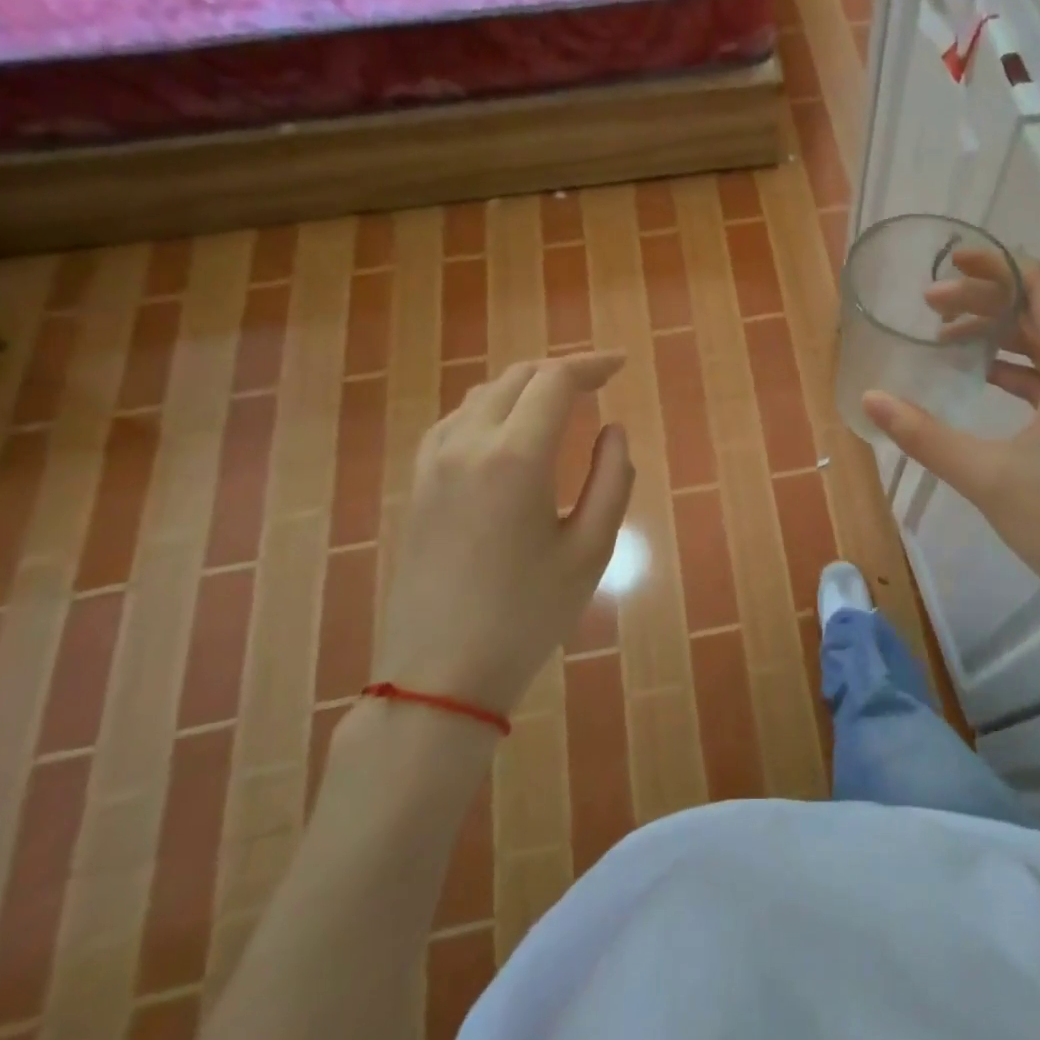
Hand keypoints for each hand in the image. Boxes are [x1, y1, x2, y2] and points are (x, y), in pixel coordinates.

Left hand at [376, 353, 634, 716]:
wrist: (439, 674)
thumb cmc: (528, 615)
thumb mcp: (591, 551)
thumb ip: (611, 479)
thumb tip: (613, 430)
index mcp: (516, 457)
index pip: (556, 381)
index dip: (592, 365)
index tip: (622, 365)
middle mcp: (468, 444)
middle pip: (517, 378)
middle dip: (561, 370)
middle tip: (598, 382)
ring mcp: (434, 463)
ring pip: (483, 395)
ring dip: (525, 386)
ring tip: (559, 402)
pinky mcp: (417, 485)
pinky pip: (456, 421)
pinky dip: (490, 408)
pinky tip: (507, 430)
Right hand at [863, 253, 1039, 664]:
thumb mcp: (985, 475)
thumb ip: (924, 434)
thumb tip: (871, 399)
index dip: (999, 266)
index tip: (951, 262)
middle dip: (987, 302)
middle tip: (930, 307)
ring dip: (1000, 336)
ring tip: (945, 339)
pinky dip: (1018, 369)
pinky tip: (981, 377)